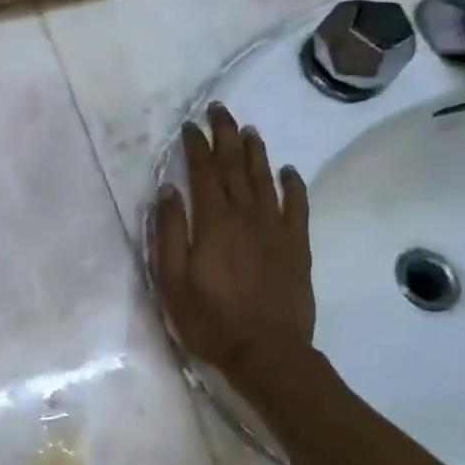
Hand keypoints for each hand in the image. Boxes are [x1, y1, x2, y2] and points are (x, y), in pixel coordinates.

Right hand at [153, 104, 315, 388]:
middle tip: (220, 111)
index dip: (196, 146)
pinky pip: (297, 207)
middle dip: (226, 136)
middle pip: (235, 167)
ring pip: (265, 180)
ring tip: (248, 130)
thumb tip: (167, 191)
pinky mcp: (297, 248)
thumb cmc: (209, 319)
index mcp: (213, 223)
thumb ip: (168, 233)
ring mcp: (276, 230)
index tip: (189, 126)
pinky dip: (293, 185)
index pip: (203, 173)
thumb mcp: (171, 280)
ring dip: (256, 152)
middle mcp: (247, 217)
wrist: (267, 354)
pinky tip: (289, 171)